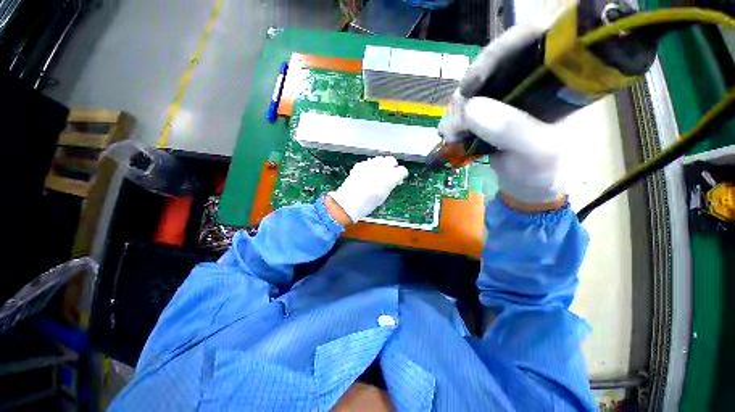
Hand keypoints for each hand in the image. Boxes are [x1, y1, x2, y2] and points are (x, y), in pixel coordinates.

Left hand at [328, 156, 408, 223]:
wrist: (349, 202)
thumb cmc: (368, 204)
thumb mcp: (383, 196)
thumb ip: (390, 185)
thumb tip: (393, 180)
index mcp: (390, 178)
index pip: (402, 171)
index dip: (401, 175)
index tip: (399, 178)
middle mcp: (381, 168)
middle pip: (391, 160)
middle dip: (392, 166)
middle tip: (390, 174)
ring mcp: (370, 164)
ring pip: (380, 159)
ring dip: (381, 165)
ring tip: (378, 174)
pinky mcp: (361, 164)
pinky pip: (369, 162)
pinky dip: (371, 167)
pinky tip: (367, 175)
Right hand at [438, 24, 566, 208]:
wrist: (528, 188)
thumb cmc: (542, 170)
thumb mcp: (535, 151)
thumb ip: (510, 129)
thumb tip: (469, 109)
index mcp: (552, 80)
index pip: (528, 39)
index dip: (497, 52)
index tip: (472, 83)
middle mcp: (526, 82)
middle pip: (490, 65)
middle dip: (467, 91)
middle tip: (455, 121)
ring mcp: (503, 99)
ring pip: (472, 89)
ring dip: (455, 110)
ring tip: (450, 133)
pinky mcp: (487, 115)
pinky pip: (463, 108)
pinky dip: (453, 120)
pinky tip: (449, 134)